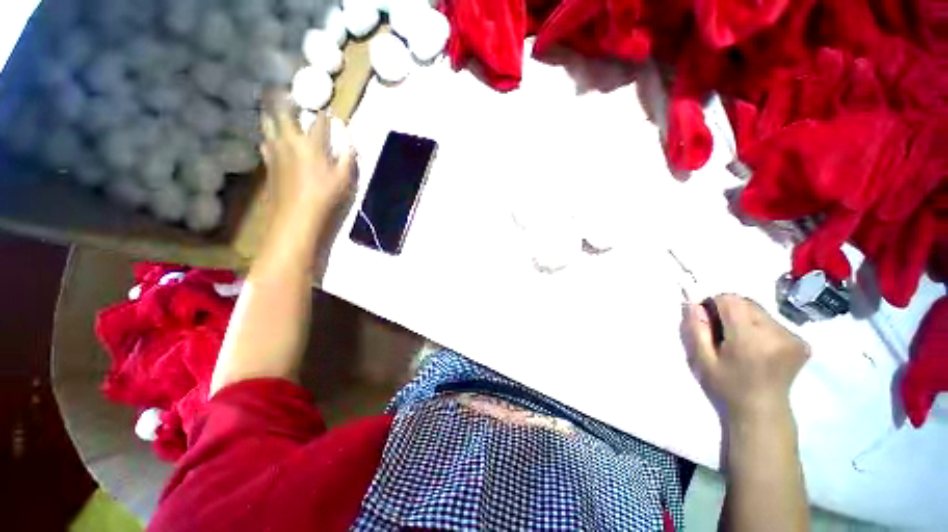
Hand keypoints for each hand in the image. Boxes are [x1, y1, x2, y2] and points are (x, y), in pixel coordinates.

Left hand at [260, 95, 354, 229]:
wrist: (297, 212)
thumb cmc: (325, 194)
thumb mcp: (344, 178)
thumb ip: (347, 157)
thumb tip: (349, 141)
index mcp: (312, 143)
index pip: (319, 121)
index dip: (324, 114)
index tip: (328, 110)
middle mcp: (290, 140)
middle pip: (281, 111)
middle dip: (282, 98)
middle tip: (283, 90)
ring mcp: (275, 149)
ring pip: (267, 123)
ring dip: (270, 112)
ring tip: (271, 107)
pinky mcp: (268, 161)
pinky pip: (265, 141)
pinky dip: (268, 135)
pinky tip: (271, 139)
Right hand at [682, 294, 809, 420]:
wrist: (761, 413)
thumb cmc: (726, 387)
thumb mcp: (701, 360)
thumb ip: (696, 329)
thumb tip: (693, 303)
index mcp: (750, 338)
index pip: (730, 300)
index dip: (714, 304)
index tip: (708, 321)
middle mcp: (776, 333)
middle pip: (746, 303)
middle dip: (730, 311)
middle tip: (723, 335)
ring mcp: (793, 337)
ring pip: (759, 311)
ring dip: (745, 319)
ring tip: (740, 343)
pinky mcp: (802, 342)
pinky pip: (772, 321)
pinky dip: (760, 327)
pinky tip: (757, 347)